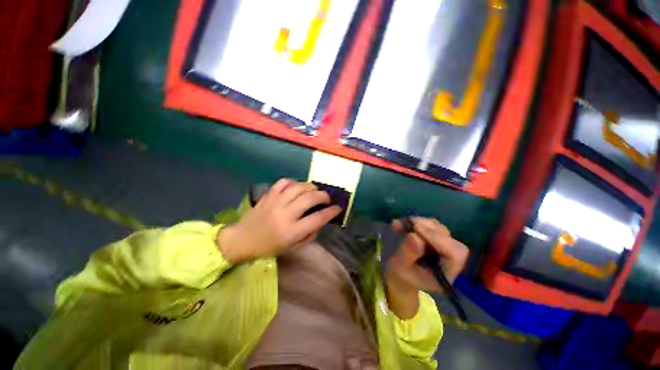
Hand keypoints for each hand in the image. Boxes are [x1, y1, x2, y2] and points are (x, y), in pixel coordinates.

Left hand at [216, 179, 341, 262]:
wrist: (241, 240)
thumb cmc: (268, 247)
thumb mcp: (291, 247)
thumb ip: (309, 234)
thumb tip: (320, 221)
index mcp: (291, 231)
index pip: (318, 218)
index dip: (331, 211)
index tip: (338, 207)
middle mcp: (285, 214)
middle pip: (310, 198)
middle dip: (324, 196)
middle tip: (327, 198)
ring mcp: (275, 202)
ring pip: (299, 187)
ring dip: (311, 187)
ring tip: (315, 191)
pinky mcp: (268, 195)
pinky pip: (284, 182)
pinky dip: (294, 182)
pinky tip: (297, 187)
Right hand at [385, 217, 468, 318]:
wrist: (400, 276)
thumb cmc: (401, 275)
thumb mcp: (400, 267)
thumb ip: (407, 253)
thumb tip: (414, 236)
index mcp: (448, 273)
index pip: (454, 254)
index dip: (437, 238)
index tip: (416, 228)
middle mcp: (451, 259)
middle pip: (448, 238)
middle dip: (427, 228)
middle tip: (408, 223)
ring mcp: (444, 247)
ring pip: (439, 229)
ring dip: (421, 223)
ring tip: (402, 223)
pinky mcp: (436, 238)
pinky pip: (430, 226)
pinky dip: (417, 222)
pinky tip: (403, 223)